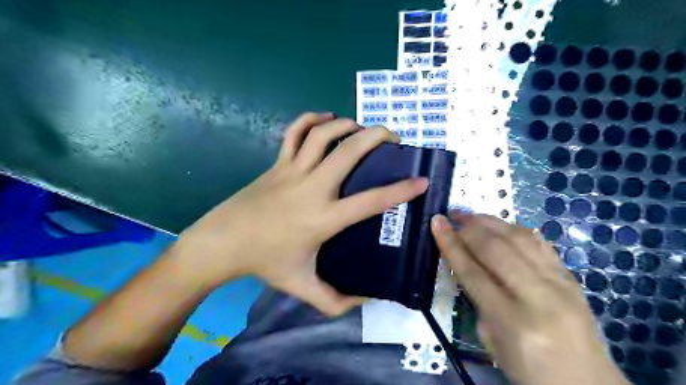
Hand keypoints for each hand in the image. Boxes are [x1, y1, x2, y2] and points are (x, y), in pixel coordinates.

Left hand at [173, 112, 426, 315]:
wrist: (223, 242)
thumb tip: (364, 302)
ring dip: (347, 125)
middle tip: (393, 138)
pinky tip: (325, 118)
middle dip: (377, 137)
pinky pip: (294, 132)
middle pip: (349, 151)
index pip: (371, 201)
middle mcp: (313, 187)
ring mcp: (293, 170)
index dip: (401, 190)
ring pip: (323, 134)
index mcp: (324, 218)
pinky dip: (310, 119)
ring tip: (361, 128)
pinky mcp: (277, 162)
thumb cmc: (265, 262)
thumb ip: (334, 301)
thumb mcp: (302, 286)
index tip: (421, 181)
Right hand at [431, 214, 628, 384]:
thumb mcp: (491, 342)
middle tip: (452, 216)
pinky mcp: (571, 278)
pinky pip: (539, 243)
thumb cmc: (530, 372)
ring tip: (471, 217)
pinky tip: (500, 226)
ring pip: (520, 238)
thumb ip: (477, 301)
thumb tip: (467, 265)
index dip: (451, 244)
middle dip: (469, 227)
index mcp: (513, 322)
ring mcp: (560, 284)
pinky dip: (514, 229)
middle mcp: (539, 297)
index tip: (437, 222)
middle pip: (496, 248)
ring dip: (490, 222)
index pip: (473, 272)